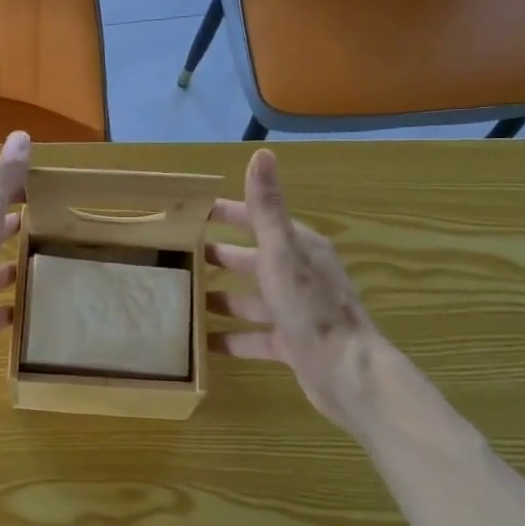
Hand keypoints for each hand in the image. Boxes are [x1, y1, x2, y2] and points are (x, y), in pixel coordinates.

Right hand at [207, 148, 377, 425]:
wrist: (347, 372)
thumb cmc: (311, 307)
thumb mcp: (282, 252)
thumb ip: (268, 208)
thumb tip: (262, 154)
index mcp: (298, 248)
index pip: (256, 220)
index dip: (226, 214)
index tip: (189, 212)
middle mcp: (298, 275)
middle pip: (250, 260)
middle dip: (218, 256)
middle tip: (177, 256)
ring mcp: (295, 311)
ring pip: (250, 299)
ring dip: (220, 297)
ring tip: (182, 298)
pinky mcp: (291, 344)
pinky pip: (252, 337)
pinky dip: (229, 338)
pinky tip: (201, 342)